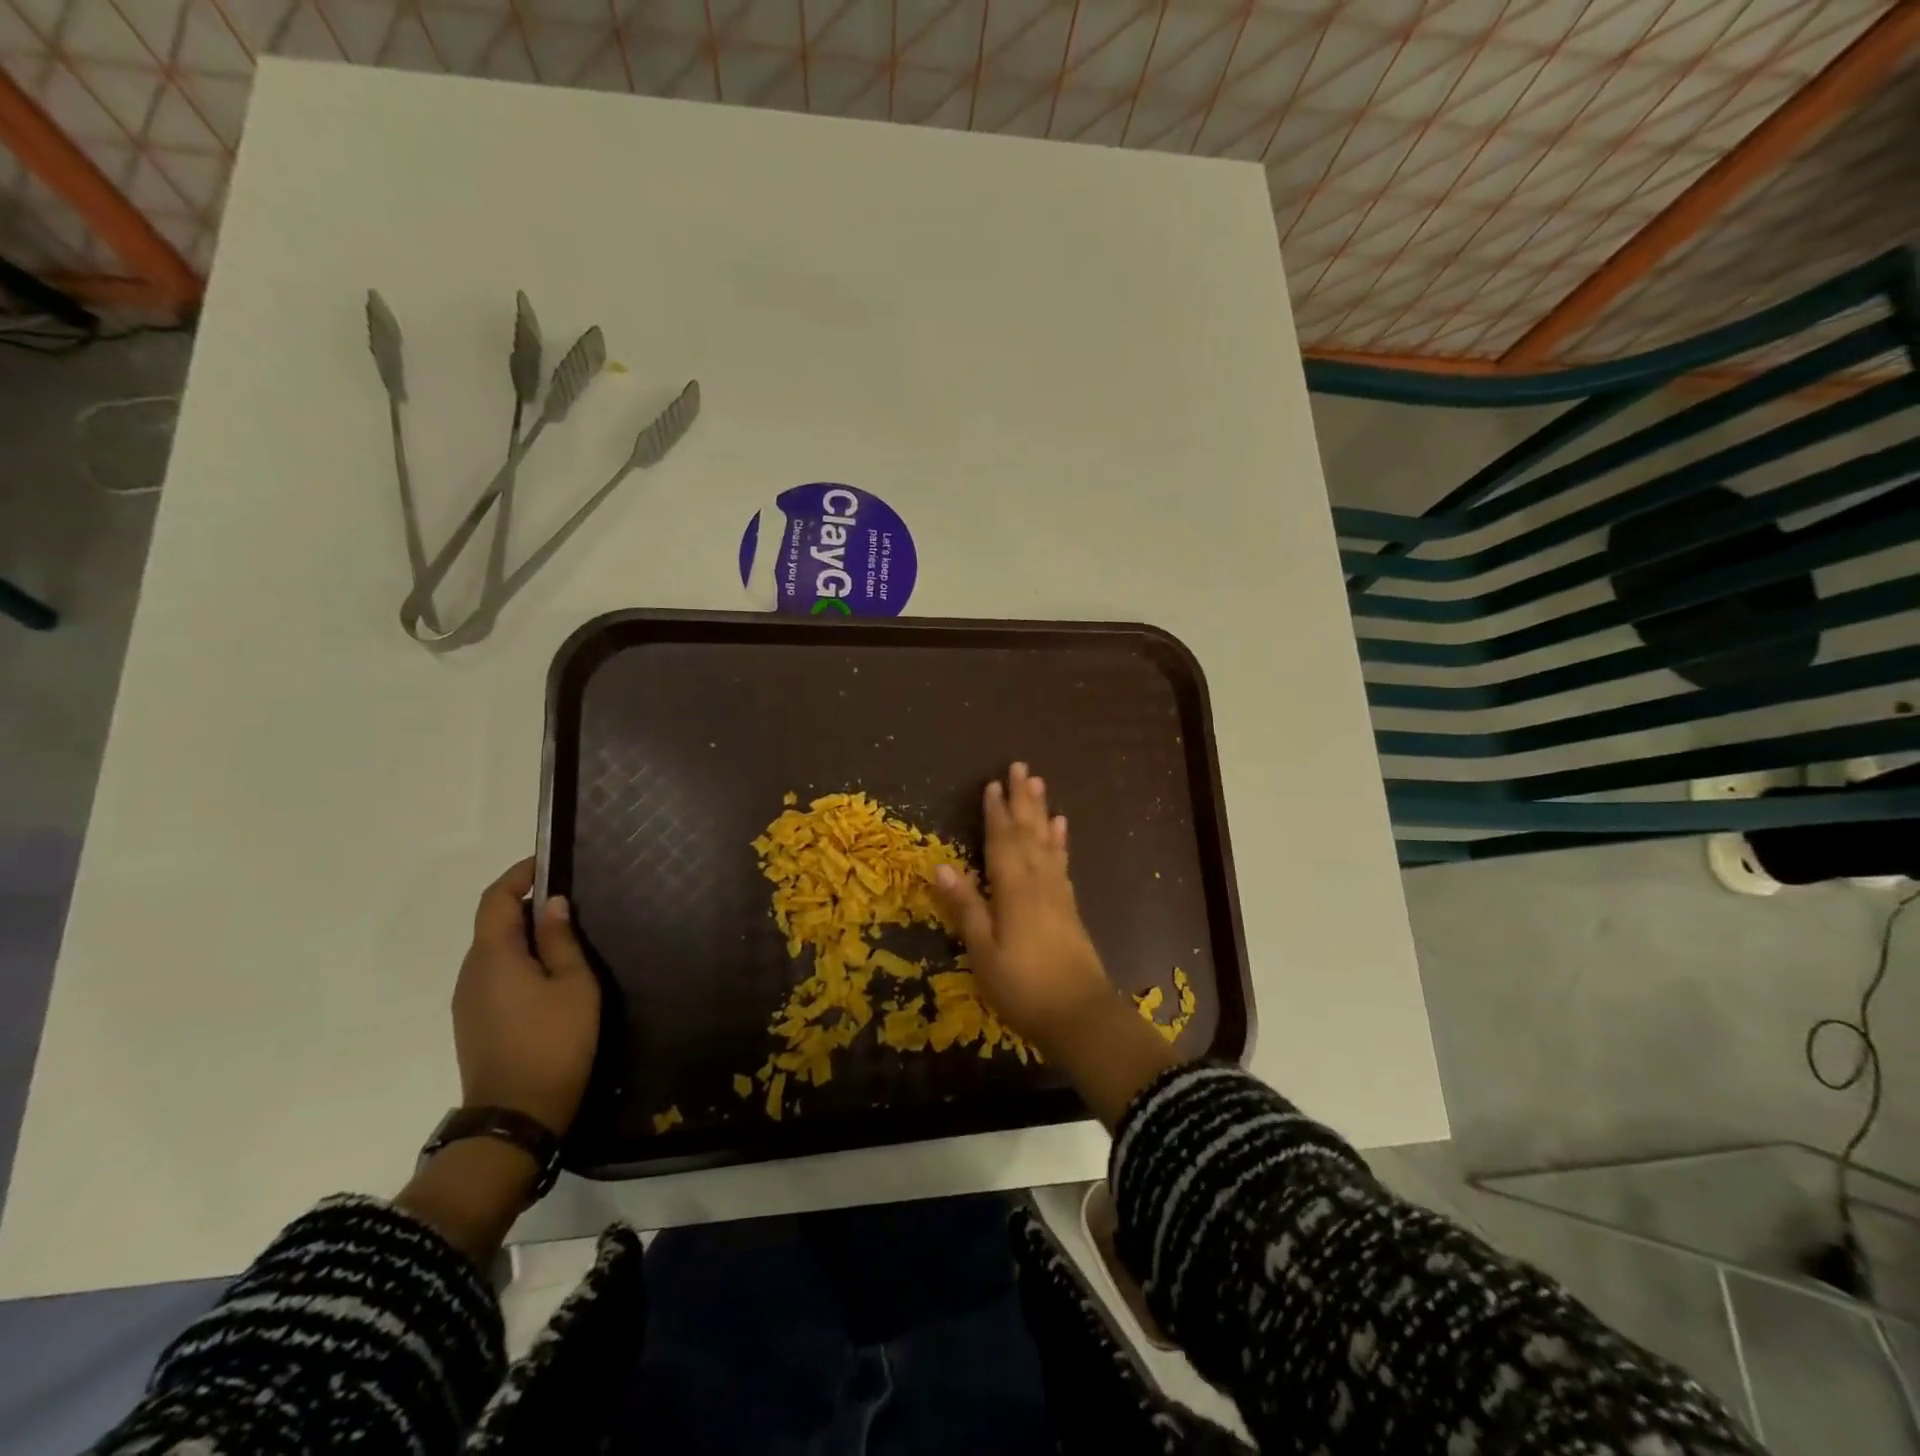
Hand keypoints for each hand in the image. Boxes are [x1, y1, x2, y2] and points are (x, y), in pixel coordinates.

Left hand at [452, 858, 600, 1136]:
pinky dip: (518, 958)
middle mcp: (471, 972)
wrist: (516, 1115)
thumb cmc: (554, 1041)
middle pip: (492, 923)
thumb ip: (561, 940)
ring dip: (522, 933)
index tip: (547, 862)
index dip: (518, 876)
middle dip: (525, 904)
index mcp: (493, 956)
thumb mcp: (573, 984)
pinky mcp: (474, 1021)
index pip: (496, 900)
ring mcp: (468, 1000)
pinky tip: (548, 972)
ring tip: (564, 934)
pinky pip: (494, 974)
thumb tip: (552, 904)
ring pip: (493, 951)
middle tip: (567, 899)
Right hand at [934, 762, 1115, 1049]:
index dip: (996, 812)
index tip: (993, 783)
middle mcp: (1038, 882)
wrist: (1080, 1016)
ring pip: (1047, 842)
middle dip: (1023, 800)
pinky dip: (1059, 841)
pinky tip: (1061, 829)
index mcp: (1013, 889)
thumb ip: (966, 907)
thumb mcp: (983, 952)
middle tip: (1021, 767)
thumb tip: (942, 866)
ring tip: (1040, 784)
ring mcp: (1058, 893)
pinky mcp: (1069, 907)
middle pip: (1028, 832)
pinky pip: (1062, 862)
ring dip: (1042, 812)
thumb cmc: (1023, 987)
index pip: (1002, 841)